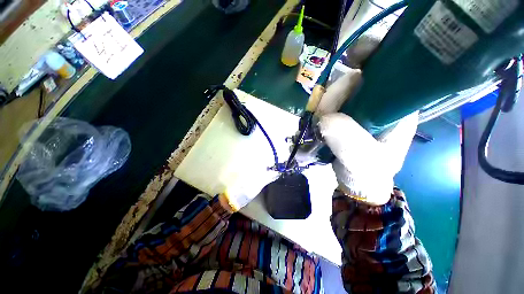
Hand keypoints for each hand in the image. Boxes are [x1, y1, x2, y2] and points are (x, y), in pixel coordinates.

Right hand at [315, 33, 417, 205]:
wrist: (357, 181)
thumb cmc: (369, 172)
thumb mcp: (364, 161)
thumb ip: (349, 142)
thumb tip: (326, 119)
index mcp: (396, 105)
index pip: (390, 66)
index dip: (372, 54)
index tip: (352, 58)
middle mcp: (377, 100)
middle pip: (353, 78)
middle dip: (335, 94)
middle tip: (324, 117)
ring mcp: (356, 107)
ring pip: (335, 91)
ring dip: (323, 106)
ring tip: (321, 126)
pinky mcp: (340, 114)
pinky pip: (325, 104)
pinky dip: (317, 110)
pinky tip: (318, 122)